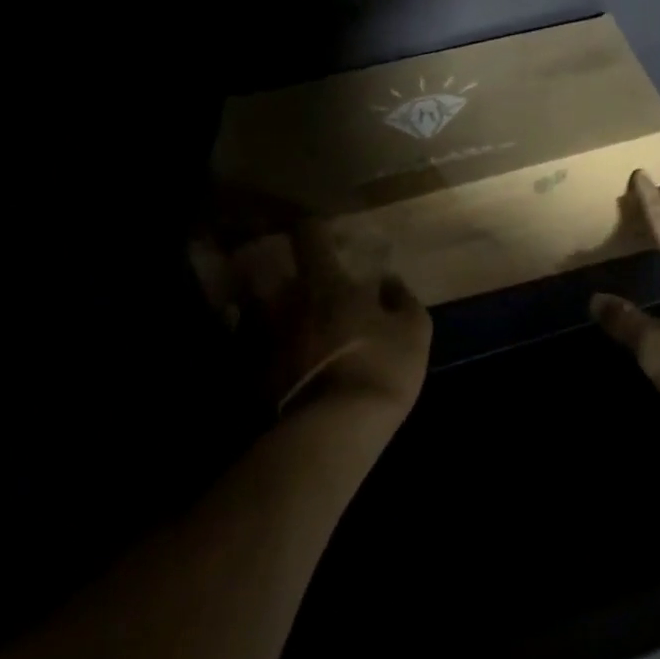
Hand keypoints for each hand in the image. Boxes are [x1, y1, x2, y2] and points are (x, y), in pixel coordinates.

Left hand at [192, 222, 430, 422]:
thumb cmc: (381, 367)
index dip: (313, 227)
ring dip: (257, 307)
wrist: (332, 431)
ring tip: (272, 316)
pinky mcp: (246, 375)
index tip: (318, 229)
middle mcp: (284, 301)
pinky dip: (252, 346)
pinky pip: (244, 349)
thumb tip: (388, 280)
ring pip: (248, 309)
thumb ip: (402, 299)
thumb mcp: (414, 331)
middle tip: (282, 272)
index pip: (310, 234)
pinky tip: (267, 357)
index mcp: (326, 282)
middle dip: (268, 265)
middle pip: (262, 268)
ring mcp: (260, 337)